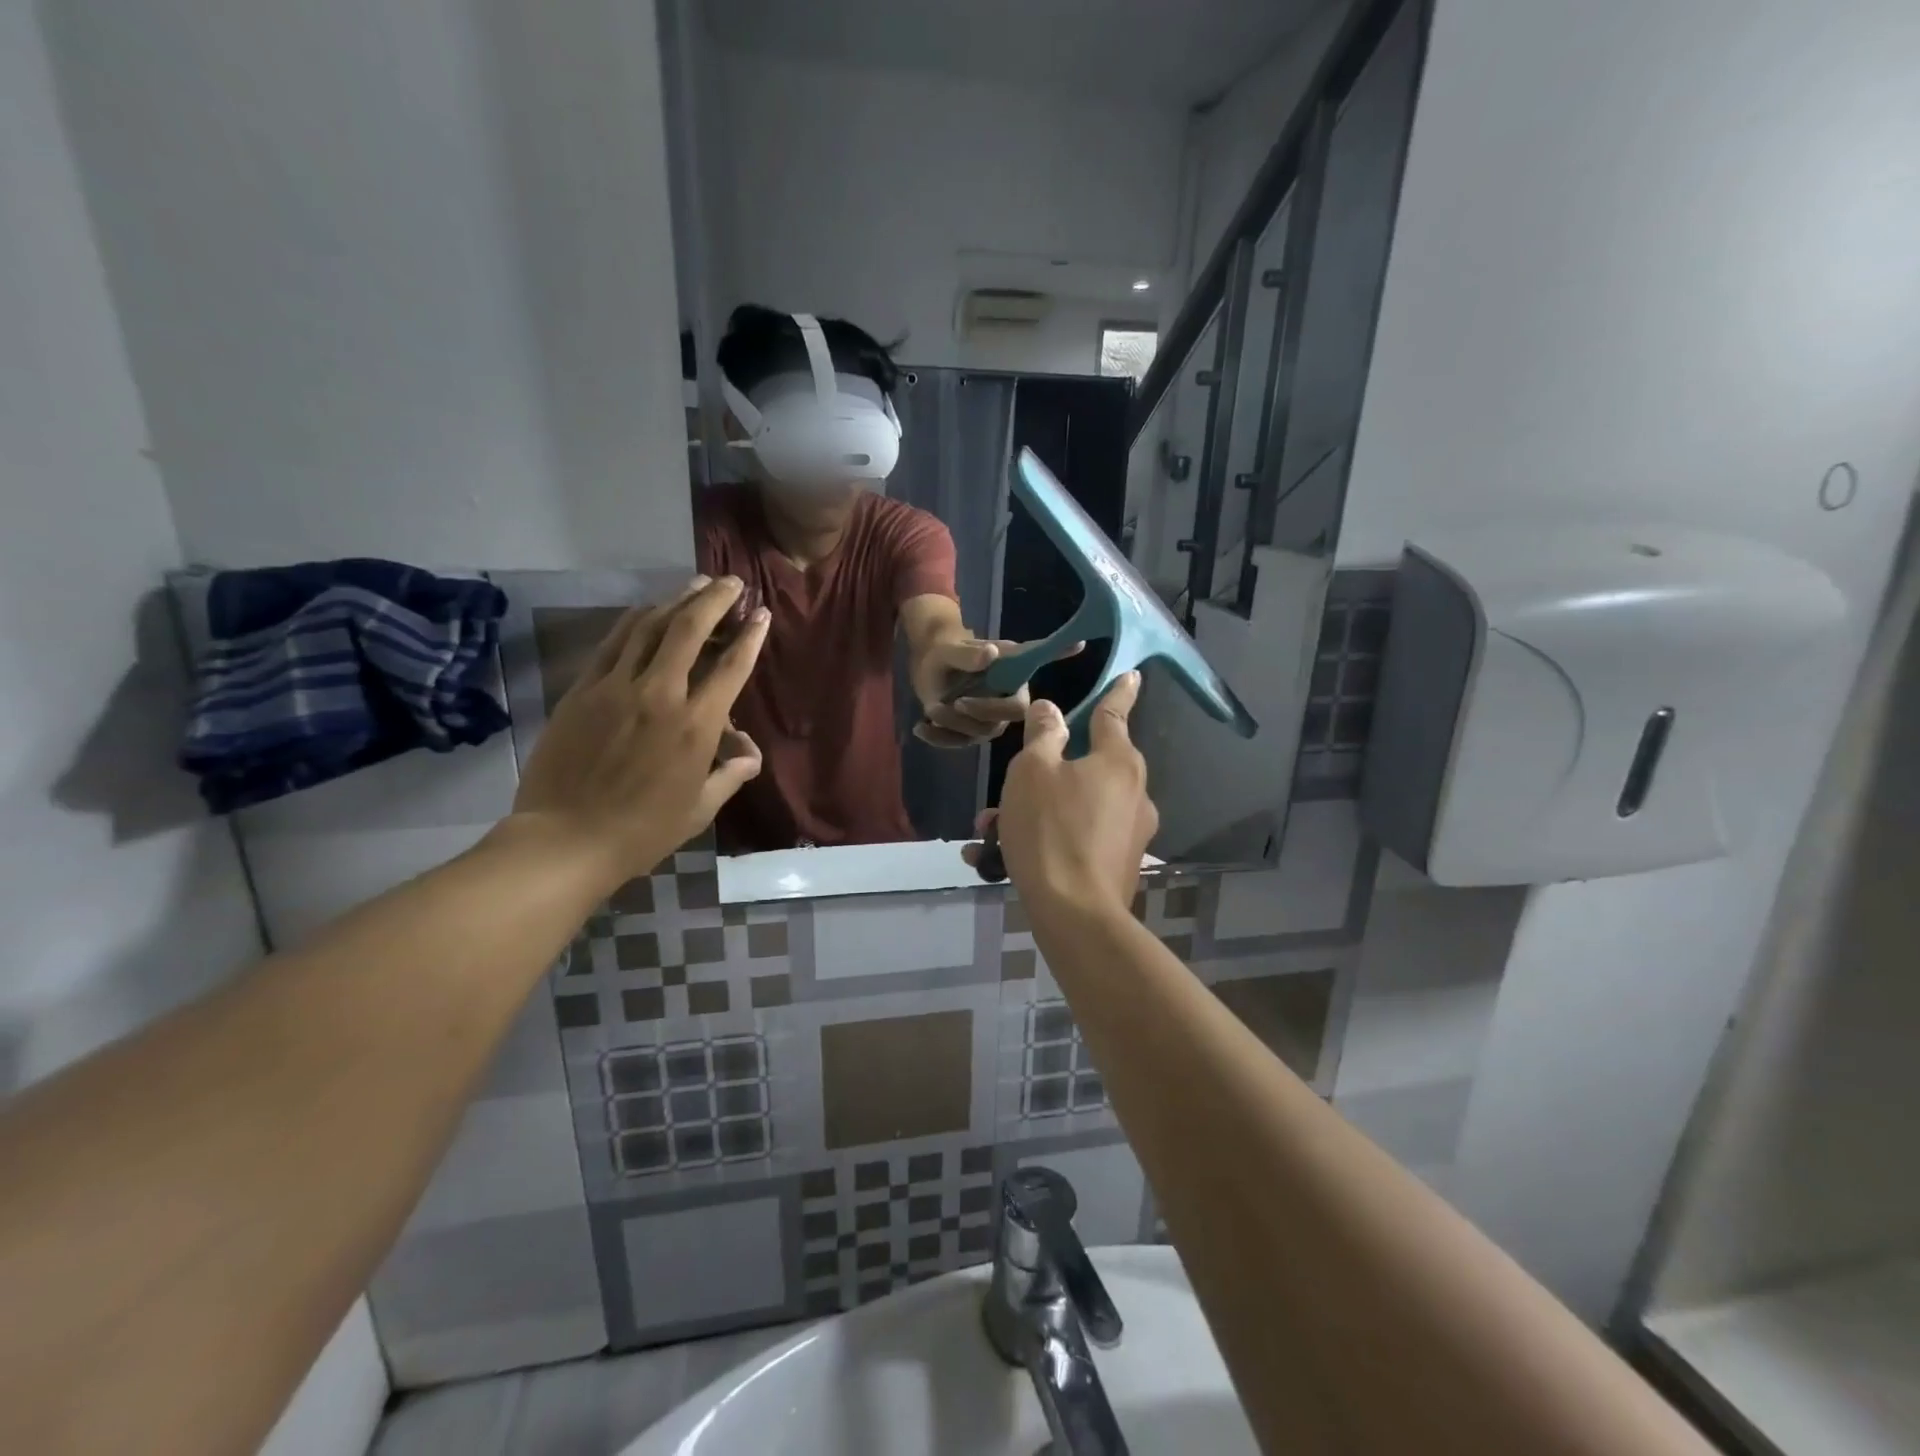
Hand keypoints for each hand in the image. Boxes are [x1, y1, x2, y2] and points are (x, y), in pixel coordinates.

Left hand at [510, 576, 768, 885]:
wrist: (566, 839)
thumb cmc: (643, 830)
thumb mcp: (700, 808)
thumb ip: (730, 774)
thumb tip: (750, 754)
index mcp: (695, 726)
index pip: (731, 667)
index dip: (750, 637)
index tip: (762, 614)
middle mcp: (660, 694)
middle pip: (690, 629)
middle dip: (715, 599)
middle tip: (731, 582)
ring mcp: (616, 687)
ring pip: (650, 626)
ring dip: (677, 599)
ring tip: (696, 584)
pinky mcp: (583, 689)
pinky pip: (613, 642)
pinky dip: (635, 619)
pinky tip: (647, 609)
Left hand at [913, 637, 1081, 747]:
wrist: (928, 666)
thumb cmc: (944, 651)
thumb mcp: (948, 650)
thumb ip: (967, 653)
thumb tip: (992, 654)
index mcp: (1009, 670)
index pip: (1037, 661)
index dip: (1059, 653)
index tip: (1081, 641)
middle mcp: (1007, 696)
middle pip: (1009, 716)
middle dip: (981, 712)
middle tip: (952, 702)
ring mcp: (990, 718)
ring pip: (981, 733)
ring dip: (953, 725)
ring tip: (931, 709)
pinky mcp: (971, 732)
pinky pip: (960, 742)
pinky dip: (939, 739)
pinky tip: (920, 728)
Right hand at [966, 672, 1157, 915]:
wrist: (1075, 914)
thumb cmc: (1050, 830)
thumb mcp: (1032, 772)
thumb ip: (1042, 736)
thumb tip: (1051, 709)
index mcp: (1117, 761)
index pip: (1114, 714)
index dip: (1119, 692)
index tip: (1132, 674)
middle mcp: (1133, 792)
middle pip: (1087, 766)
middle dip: (1044, 774)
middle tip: (1005, 791)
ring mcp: (1130, 832)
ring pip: (1075, 806)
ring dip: (1035, 812)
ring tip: (989, 834)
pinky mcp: (1119, 864)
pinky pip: (1078, 838)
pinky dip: (1047, 840)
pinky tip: (1002, 859)